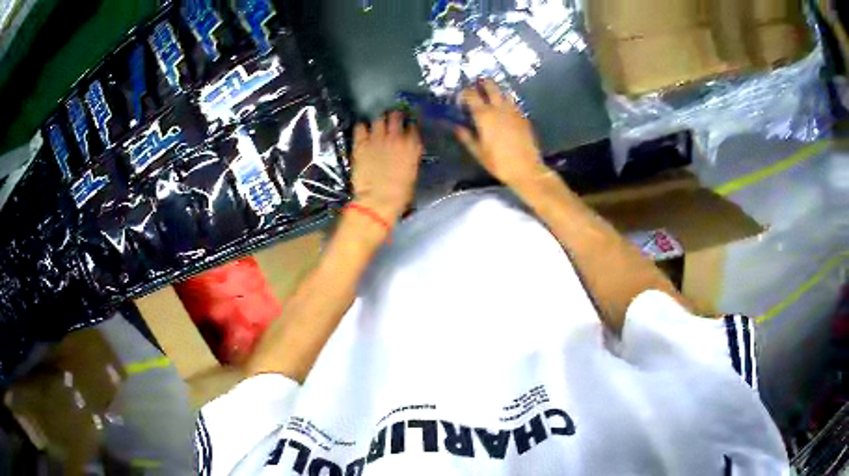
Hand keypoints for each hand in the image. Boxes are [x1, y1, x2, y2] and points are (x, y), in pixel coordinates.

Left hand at [351, 112, 422, 223]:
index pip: (413, 126)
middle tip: (392, 120)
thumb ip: (410, 156)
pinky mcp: (361, 144)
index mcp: (412, 145)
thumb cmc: (400, 193)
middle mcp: (396, 137)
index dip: (409, 126)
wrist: (378, 199)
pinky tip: (362, 132)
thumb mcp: (412, 172)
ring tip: (377, 126)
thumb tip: (407, 150)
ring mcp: (377, 138)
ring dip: (378, 122)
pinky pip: (360, 127)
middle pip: (396, 116)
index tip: (407, 127)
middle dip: (394, 116)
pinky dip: (361, 128)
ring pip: (378, 119)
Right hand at [455, 80, 547, 186]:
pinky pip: (513, 102)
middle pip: (490, 85)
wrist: (527, 169)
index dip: (464, 92)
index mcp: (484, 115)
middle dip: (482, 83)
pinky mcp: (523, 116)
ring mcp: (513, 110)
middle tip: (476, 87)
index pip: (471, 94)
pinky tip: (504, 110)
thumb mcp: (478, 152)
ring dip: (496, 91)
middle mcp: (499, 108)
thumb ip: (466, 136)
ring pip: (503, 91)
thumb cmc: (499, 163)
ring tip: (490, 97)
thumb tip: (456, 127)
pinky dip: (506, 101)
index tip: (461, 98)